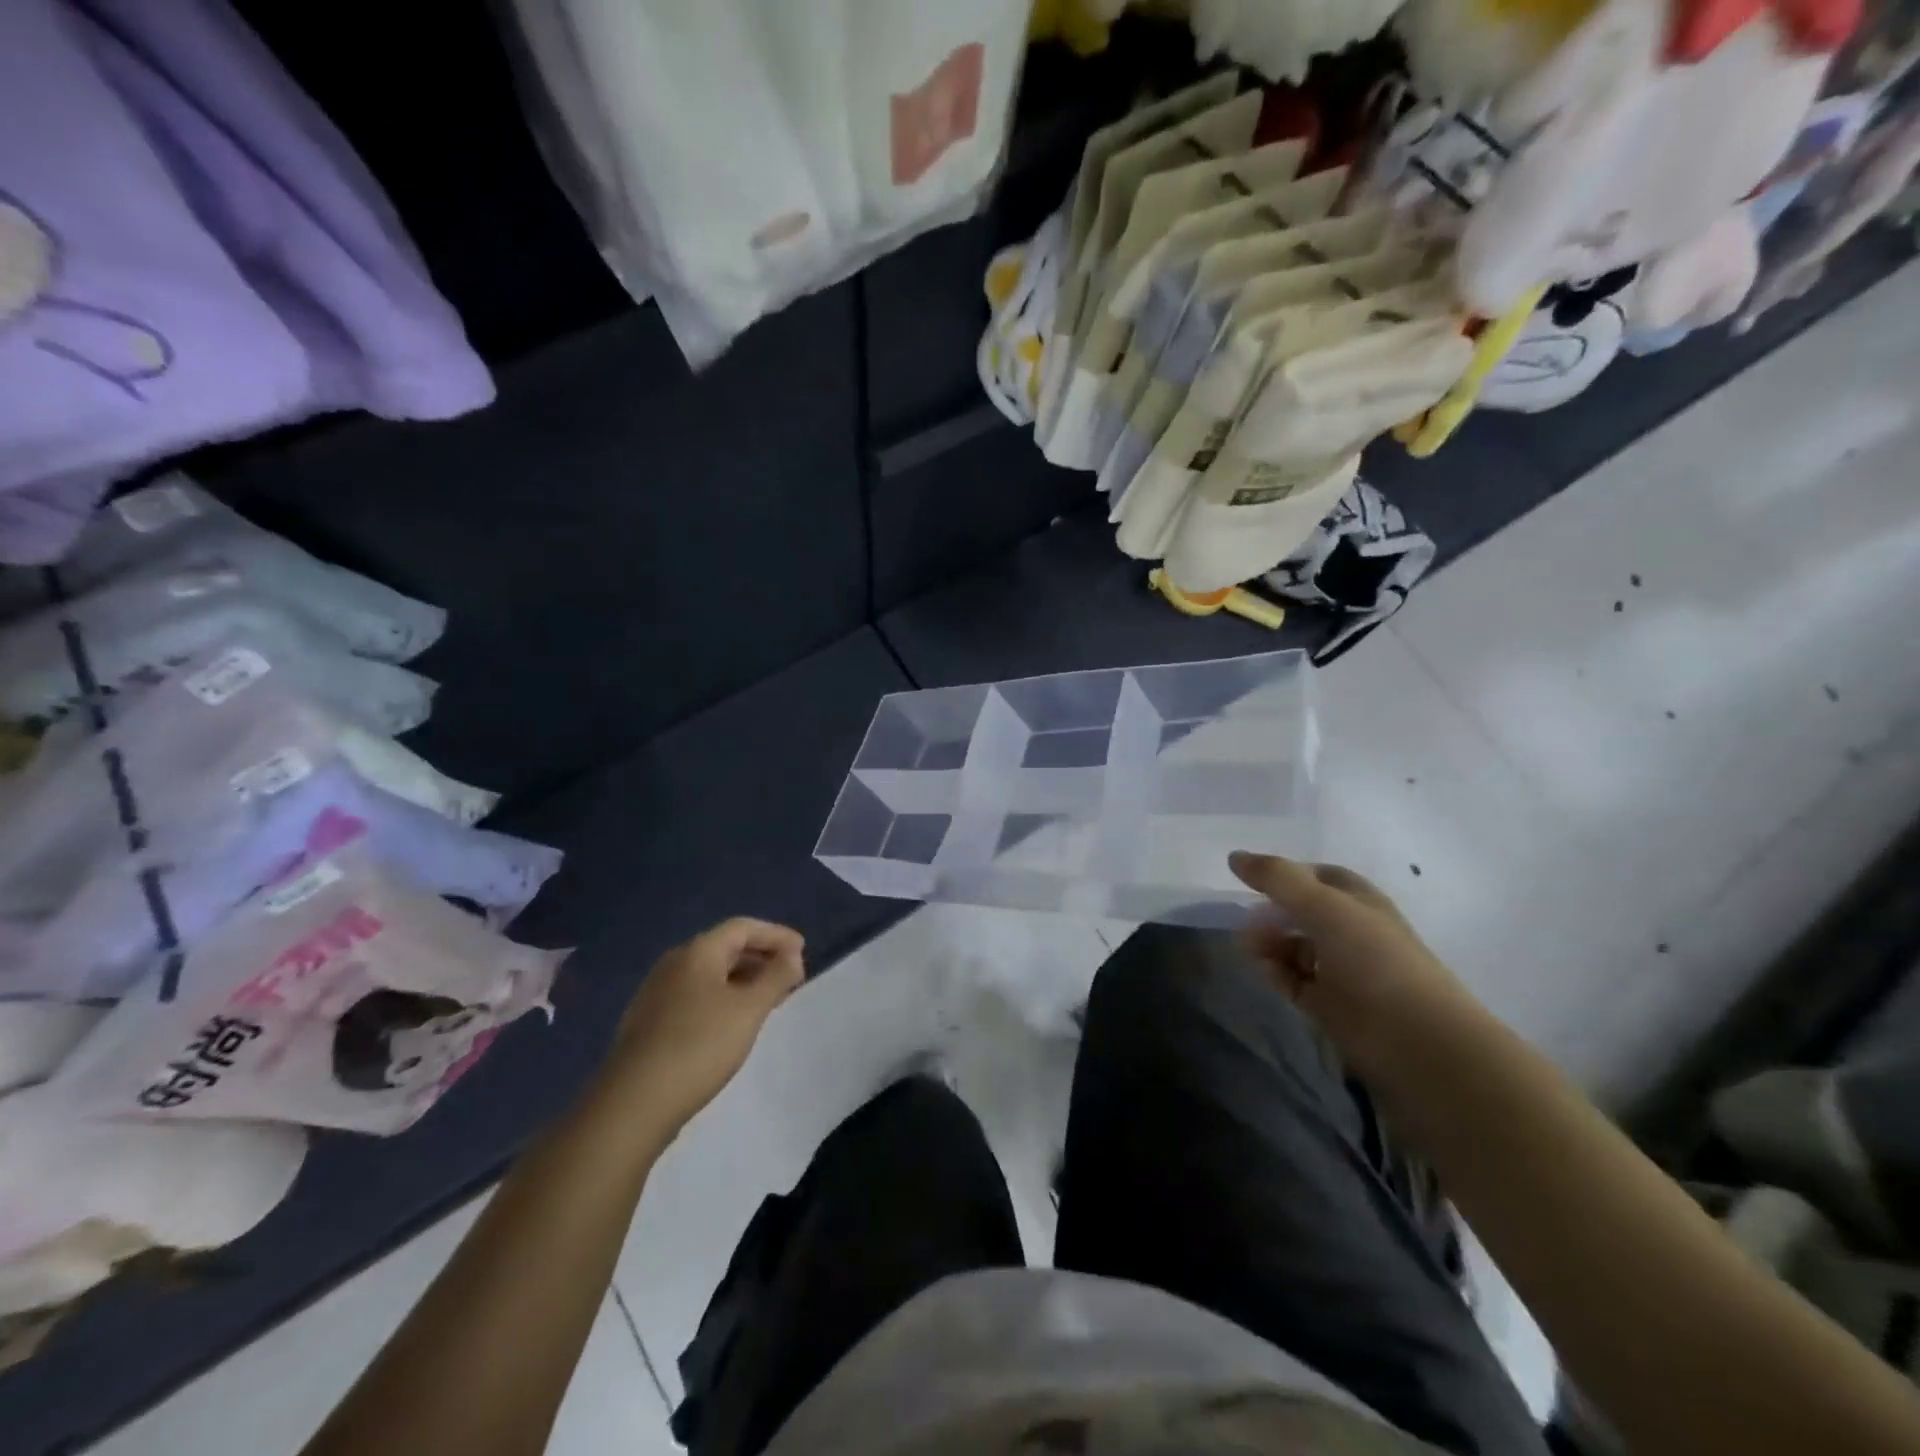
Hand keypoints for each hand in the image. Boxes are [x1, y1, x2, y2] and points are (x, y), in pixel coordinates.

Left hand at [601, 918, 805, 1140]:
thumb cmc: (699, 1046)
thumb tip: (792, 956)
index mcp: (697, 952)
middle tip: (791, 975)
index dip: (776, 934)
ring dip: (744, 979)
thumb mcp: (749, 1009)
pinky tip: (734, 1023)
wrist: (633, 1104)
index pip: (743, 927)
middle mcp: (674, 964)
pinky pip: (696, 996)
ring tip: (769, 1000)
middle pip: (725, 948)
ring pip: (710, 974)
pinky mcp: (650, 1023)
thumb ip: (776, 977)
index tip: (803, 950)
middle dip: (761, 957)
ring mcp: (657, 994)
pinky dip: (723, 998)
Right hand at [1229, 852, 1483, 1082]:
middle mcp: (1351, 932)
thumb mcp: (1323, 906)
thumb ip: (1277, 878)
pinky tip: (1266, 973)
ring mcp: (1341, 970)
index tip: (1251, 881)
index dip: (1286, 875)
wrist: (1416, 1041)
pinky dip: (1276, 974)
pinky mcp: (1330, 1005)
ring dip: (1269, 944)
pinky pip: (1293, 980)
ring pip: (1294, 948)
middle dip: (1271, 914)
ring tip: (1250, 949)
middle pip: (1301, 913)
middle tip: (1245, 921)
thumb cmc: (1373, 960)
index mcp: (1359, 902)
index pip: (1317, 877)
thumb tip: (1234, 857)